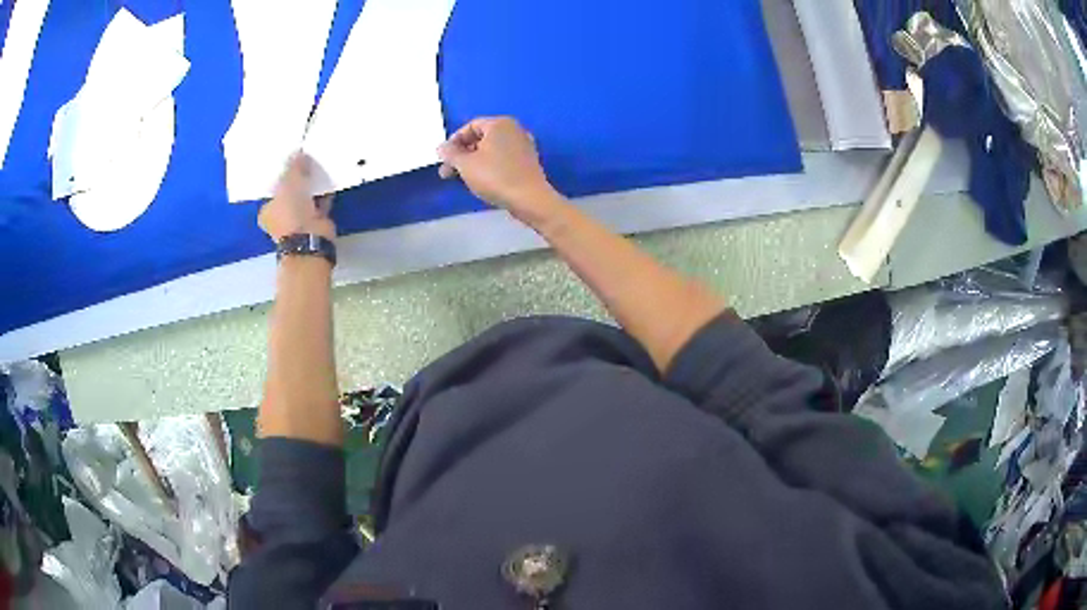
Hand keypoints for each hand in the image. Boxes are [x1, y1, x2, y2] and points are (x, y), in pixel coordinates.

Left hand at [259, 153, 335, 241]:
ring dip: (311, 188)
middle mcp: (280, 218)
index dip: (281, 175)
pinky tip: (329, 181)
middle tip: (306, 162)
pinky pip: (320, 204)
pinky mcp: (315, 224)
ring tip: (319, 169)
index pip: (272, 189)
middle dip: (298, 181)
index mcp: (267, 211)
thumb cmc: (292, 213)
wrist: (310, 238)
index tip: (291, 162)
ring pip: (305, 199)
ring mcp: (298, 223)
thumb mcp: (289, 182)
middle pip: (289, 194)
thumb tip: (298, 152)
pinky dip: (324, 195)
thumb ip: (293, 166)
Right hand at [438, 117, 563, 223]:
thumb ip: (450, 154)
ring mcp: (523, 146)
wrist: (529, 199)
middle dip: (462, 154)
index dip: (454, 141)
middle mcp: (514, 130)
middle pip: (481, 138)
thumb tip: (441, 147)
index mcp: (500, 124)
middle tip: (447, 172)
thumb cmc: (495, 176)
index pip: (470, 126)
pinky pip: (502, 159)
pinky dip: (488, 166)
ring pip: (491, 150)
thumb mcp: (466, 164)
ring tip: (460, 179)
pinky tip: (480, 181)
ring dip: (473, 162)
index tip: (444, 158)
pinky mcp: (527, 162)